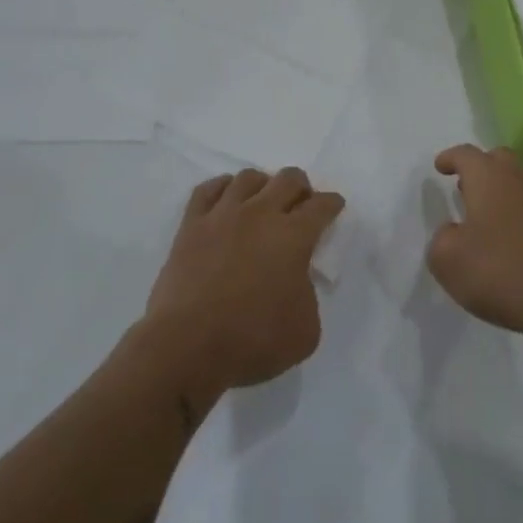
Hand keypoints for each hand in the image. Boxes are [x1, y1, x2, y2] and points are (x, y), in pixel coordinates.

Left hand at [140, 168, 344, 409]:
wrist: (188, 344)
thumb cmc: (252, 340)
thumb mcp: (306, 330)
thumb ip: (308, 295)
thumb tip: (295, 280)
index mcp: (293, 236)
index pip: (321, 206)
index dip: (332, 203)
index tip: (333, 205)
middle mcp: (260, 213)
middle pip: (288, 179)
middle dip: (301, 186)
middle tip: (301, 202)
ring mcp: (223, 214)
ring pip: (248, 177)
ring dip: (263, 184)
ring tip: (263, 199)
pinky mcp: (191, 224)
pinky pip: (208, 189)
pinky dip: (222, 187)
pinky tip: (226, 197)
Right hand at [427, 144, 522, 342]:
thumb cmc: (500, 272)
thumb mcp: (448, 260)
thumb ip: (441, 239)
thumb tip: (453, 232)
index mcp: (488, 177)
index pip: (466, 154)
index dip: (450, 158)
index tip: (440, 167)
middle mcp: (519, 179)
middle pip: (498, 159)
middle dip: (479, 168)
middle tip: (463, 186)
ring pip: (518, 181)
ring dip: (499, 190)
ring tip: (483, 215)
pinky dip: (516, 211)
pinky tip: (508, 237)